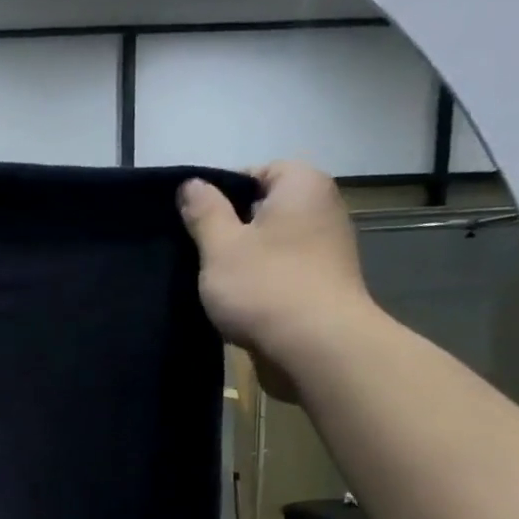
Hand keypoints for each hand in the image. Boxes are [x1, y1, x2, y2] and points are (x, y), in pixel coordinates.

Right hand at [180, 161, 376, 401]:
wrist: (316, 347)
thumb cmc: (264, 286)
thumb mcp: (220, 246)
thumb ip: (204, 212)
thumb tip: (191, 184)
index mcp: (302, 186)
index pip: (257, 171)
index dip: (221, 193)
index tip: (195, 222)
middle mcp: (323, 209)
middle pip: (265, 208)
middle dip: (231, 229)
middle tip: (198, 254)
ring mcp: (327, 249)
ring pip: (272, 243)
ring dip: (243, 260)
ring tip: (214, 283)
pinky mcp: (323, 285)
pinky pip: (283, 271)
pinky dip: (260, 282)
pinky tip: (238, 304)